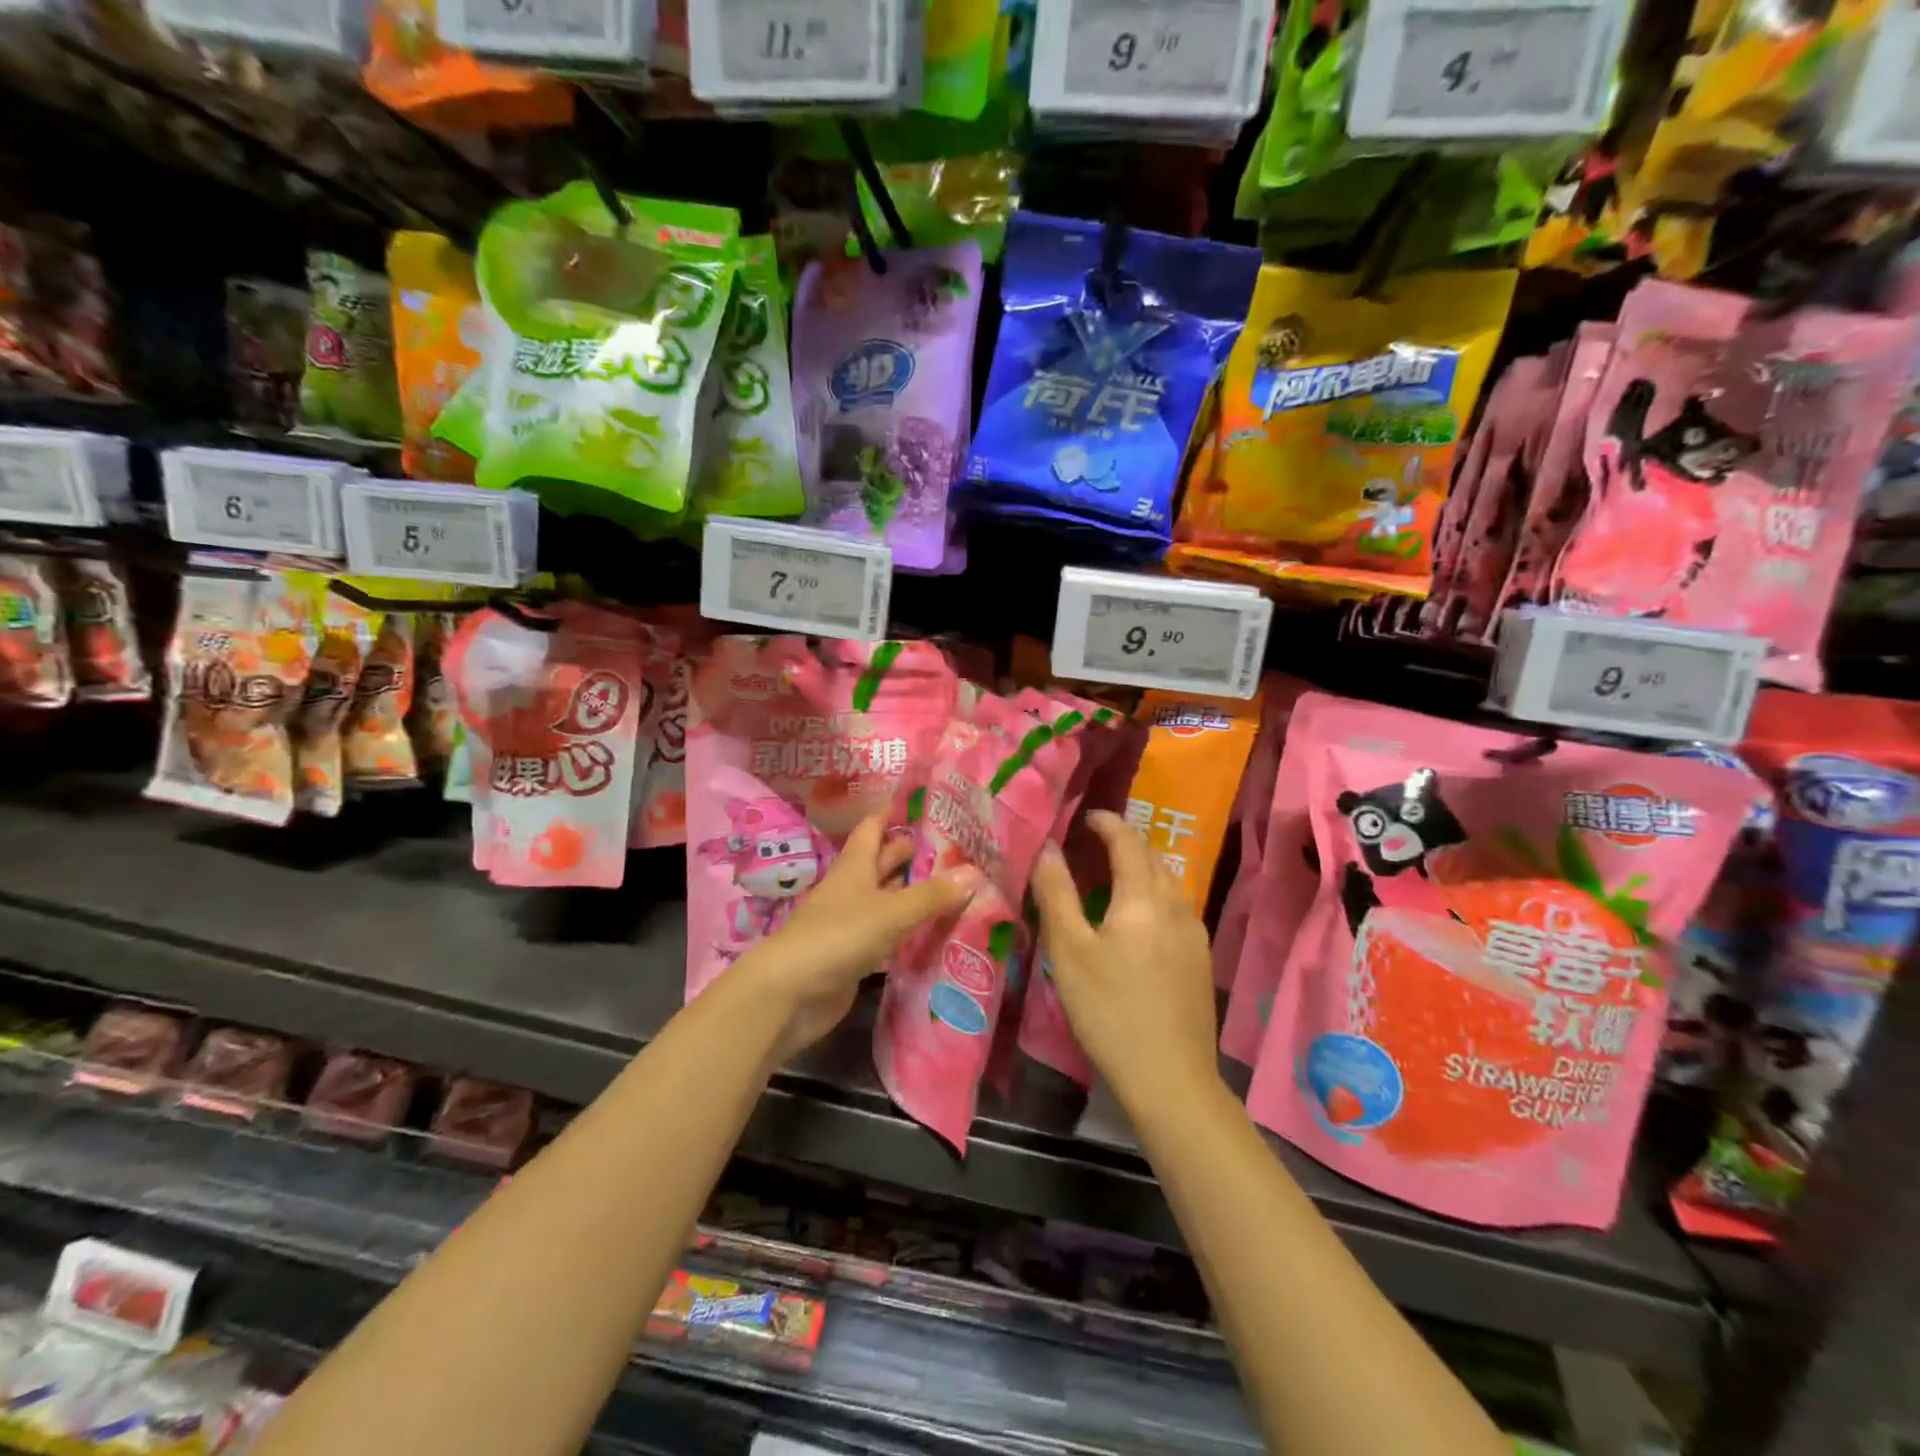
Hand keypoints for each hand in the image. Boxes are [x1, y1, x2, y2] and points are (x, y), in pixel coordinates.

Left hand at [732, 814, 979, 1058]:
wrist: (789, 995)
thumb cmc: (837, 937)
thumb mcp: (889, 912)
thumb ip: (931, 895)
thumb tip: (975, 872)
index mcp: (854, 866)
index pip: (873, 828)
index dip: (893, 813)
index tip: (925, 802)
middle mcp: (852, 889)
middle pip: (882, 863)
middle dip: (911, 853)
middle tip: (954, 847)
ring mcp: (851, 923)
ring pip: (887, 899)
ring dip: (913, 893)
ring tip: (955, 886)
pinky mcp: (854, 956)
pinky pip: (887, 935)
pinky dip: (908, 930)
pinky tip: (934, 931)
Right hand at [1030, 810, 1221, 1112]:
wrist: (1172, 1079)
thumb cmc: (1110, 1011)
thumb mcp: (1070, 951)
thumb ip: (1057, 894)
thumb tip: (1049, 848)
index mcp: (1144, 898)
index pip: (1127, 842)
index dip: (1107, 823)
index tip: (1086, 817)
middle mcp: (1176, 906)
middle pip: (1153, 858)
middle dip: (1125, 842)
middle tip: (1093, 843)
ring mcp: (1195, 934)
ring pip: (1168, 883)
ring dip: (1141, 868)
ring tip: (1112, 876)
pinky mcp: (1201, 960)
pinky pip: (1176, 908)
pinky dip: (1153, 895)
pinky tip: (1138, 919)